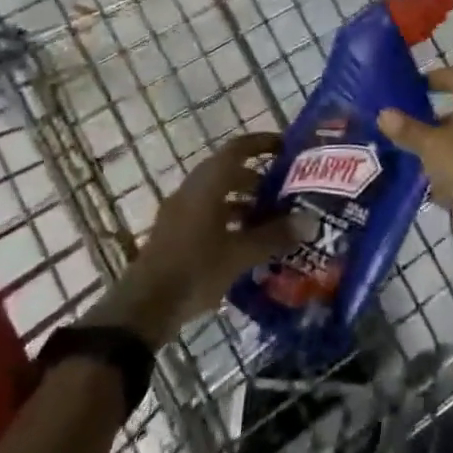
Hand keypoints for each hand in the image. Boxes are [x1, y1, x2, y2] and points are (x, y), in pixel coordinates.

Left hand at [79, 132, 306, 345]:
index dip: (262, 143)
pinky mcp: (173, 235)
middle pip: (228, 172)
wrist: (142, 309)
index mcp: (208, 183)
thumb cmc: (195, 269)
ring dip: (242, 202)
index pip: (238, 148)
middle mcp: (192, 190)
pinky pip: (206, 215)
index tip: (286, 147)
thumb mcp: (240, 254)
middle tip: (285, 191)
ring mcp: (179, 213)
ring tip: (270, 221)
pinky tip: (245, 244)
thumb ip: (275, 236)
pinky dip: (227, 220)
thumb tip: (310, 222)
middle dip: (257, 178)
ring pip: (216, 195)